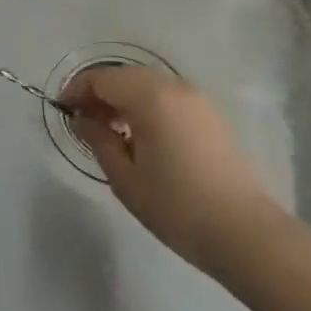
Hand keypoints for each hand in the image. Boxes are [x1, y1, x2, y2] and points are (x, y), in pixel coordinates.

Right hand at [61, 64, 286, 277]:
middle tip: (84, 123)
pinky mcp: (212, 117)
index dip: (77, 92)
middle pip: (124, 77)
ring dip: (123, 101)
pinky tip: (141, 138)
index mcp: (149, 96)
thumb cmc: (176, 205)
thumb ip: (98, 139)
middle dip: (99, 94)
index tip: (64, 113)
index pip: (101, 79)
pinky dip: (147, 108)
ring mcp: (198, 101)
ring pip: (147, 86)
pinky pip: (168, 99)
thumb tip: (83, 119)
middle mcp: (174, 87)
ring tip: (111, 133)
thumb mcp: (124, 176)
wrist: (245, 234)